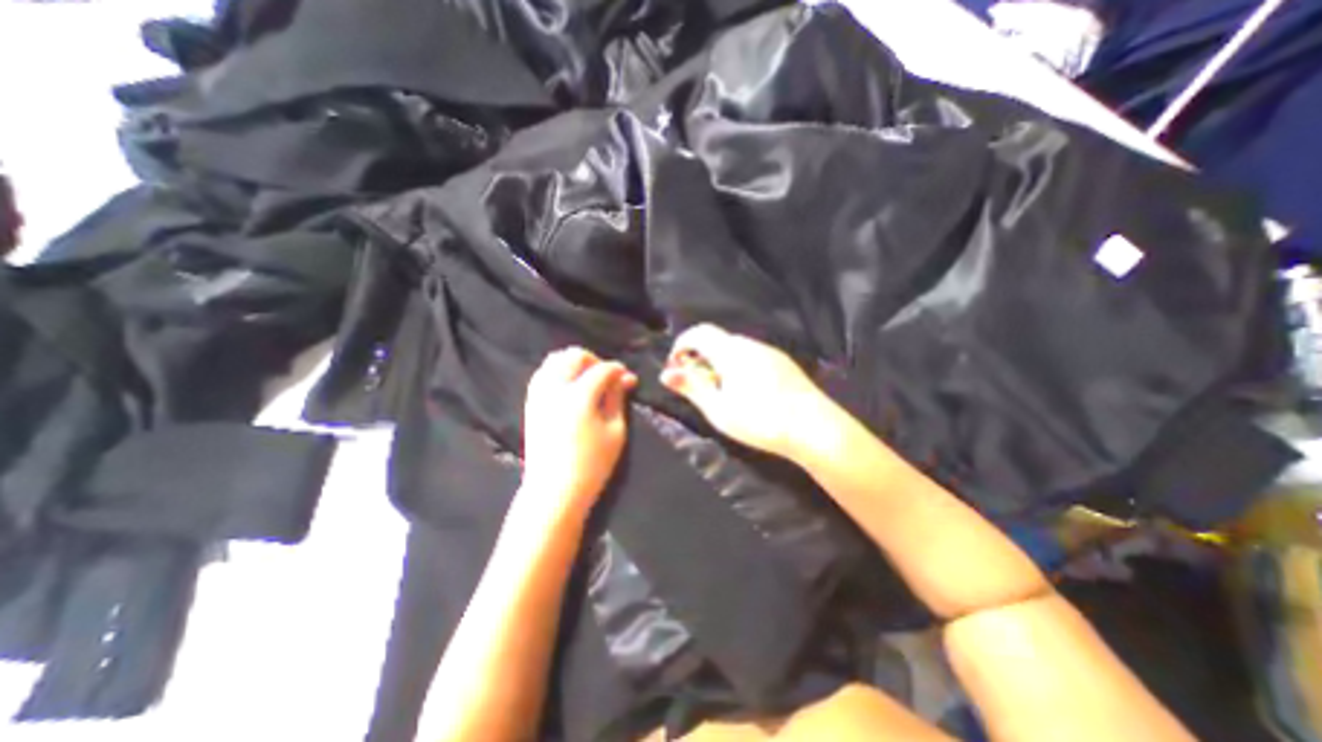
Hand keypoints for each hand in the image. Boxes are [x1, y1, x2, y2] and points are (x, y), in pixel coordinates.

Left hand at [522, 348, 633, 515]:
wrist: (554, 491)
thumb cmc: (592, 465)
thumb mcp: (615, 431)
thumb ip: (618, 399)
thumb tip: (625, 378)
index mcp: (579, 395)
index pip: (602, 369)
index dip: (618, 369)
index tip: (627, 377)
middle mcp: (555, 388)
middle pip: (574, 355)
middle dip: (594, 360)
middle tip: (607, 377)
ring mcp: (539, 395)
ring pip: (554, 360)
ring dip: (574, 363)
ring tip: (587, 379)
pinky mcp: (530, 404)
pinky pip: (542, 374)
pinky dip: (557, 372)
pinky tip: (569, 387)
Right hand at [661, 324, 835, 456]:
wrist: (815, 428)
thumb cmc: (760, 420)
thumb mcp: (718, 409)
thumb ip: (692, 388)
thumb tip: (666, 373)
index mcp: (731, 351)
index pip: (698, 332)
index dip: (681, 344)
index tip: (675, 365)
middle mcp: (750, 344)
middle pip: (717, 339)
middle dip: (700, 355)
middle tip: (695, 383)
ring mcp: (769, 352)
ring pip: (735, 348)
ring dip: (719, 361)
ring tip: (719, 391)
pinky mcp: (783, 363)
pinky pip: (752, 356)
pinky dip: (737, 365)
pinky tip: (745, 391)